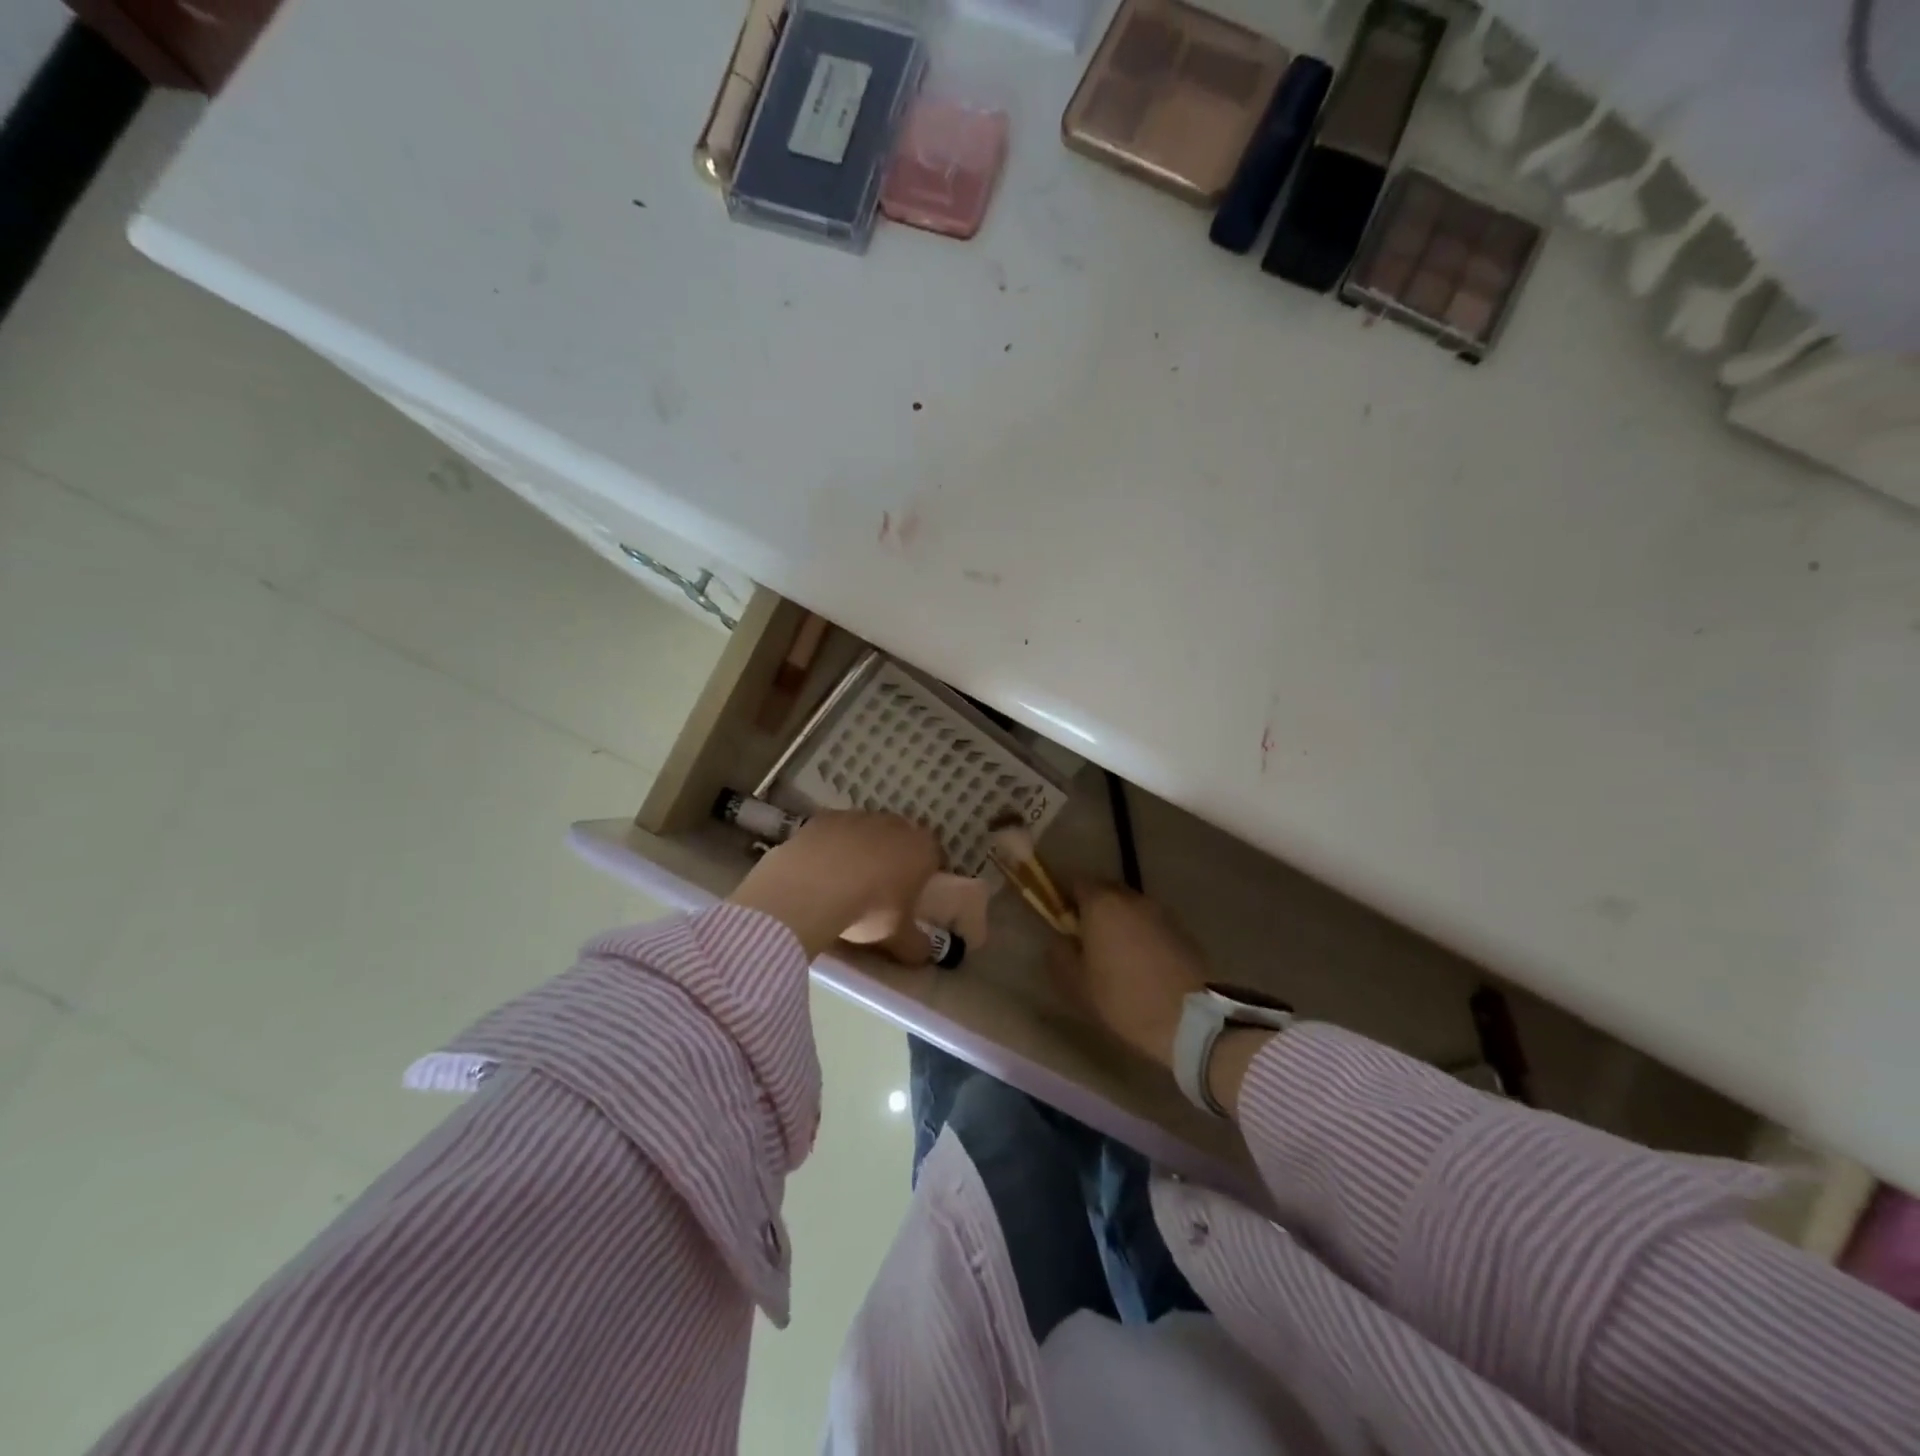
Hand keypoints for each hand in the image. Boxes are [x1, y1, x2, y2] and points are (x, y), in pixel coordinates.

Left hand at [728, 811, 941, 962]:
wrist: (811, 889)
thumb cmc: (868, 911)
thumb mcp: (897, 938)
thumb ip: (916, 945)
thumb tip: (925, 954)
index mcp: (921, 849)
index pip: (934, 856)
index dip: (924, 874)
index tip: (912, 894)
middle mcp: (894, 825)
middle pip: (900, 839)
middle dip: (893, 858)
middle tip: (879, 889)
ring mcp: (858, 817)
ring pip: (866, 832)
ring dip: (860, 850)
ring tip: (844, 882)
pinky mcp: (825, 817)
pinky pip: (834, 832)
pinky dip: (831, 847)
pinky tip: (819, 870)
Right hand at [1047, 883, 1206, 1069]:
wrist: (1189, 1020)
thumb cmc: (1123, 999)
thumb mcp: (1076, 984)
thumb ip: (1059, 954)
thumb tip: (1061, 940)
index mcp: (1102, 903)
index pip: (1076, 881)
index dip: (1066, 897)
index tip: (1063, 921)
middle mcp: (1132, 898)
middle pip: (1106, 889)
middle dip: (1094, 907)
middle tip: (1088, 939)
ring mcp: (1161, 912)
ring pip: (1131, 907)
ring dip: (1121, 921)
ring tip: (1117, 954)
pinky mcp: (1183, 930)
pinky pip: (1152, 923)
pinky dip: (1143, 934)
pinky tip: (1143, 963)